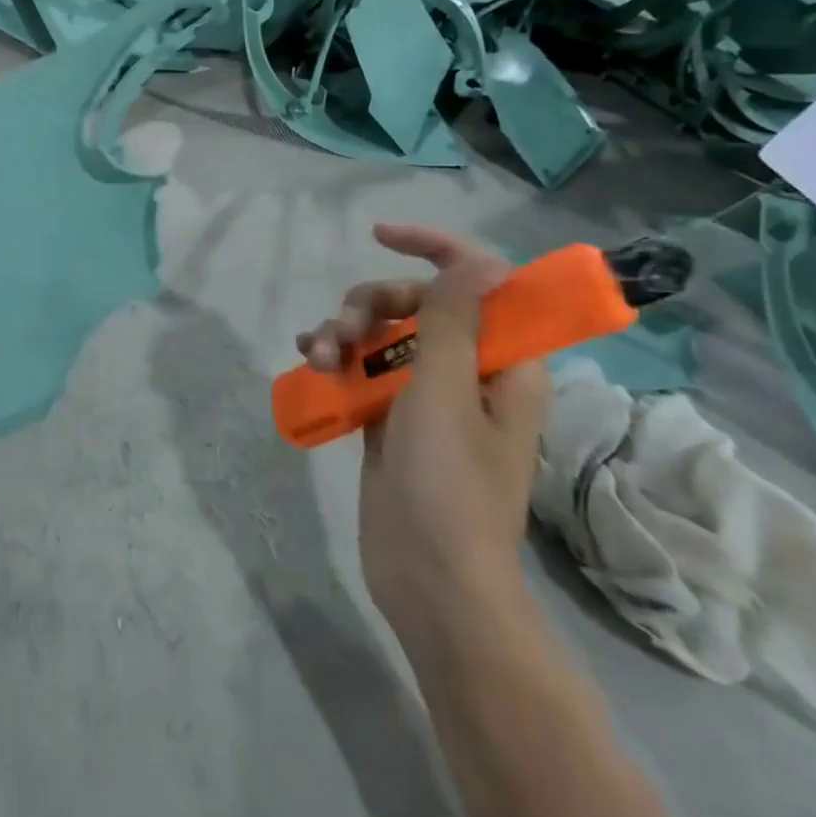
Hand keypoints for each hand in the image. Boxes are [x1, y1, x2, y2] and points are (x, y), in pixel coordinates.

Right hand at [297, 223, 551, 643]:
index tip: (381, 236)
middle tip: (344, 330)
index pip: (479, 280)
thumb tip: (477, 260)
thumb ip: (455, 322)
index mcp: (504, 362)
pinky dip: (336, 358)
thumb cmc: (449, 486)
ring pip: (382, 333)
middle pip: (417, 303)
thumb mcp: (446, 393)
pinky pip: (362, 367)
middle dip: (373, 302)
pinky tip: (311, 363)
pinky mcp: (390, 417)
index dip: (435, 248)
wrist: (429, 581)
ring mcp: (426, 395)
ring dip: (345, 331)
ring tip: (318, 355)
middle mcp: (469, 370)